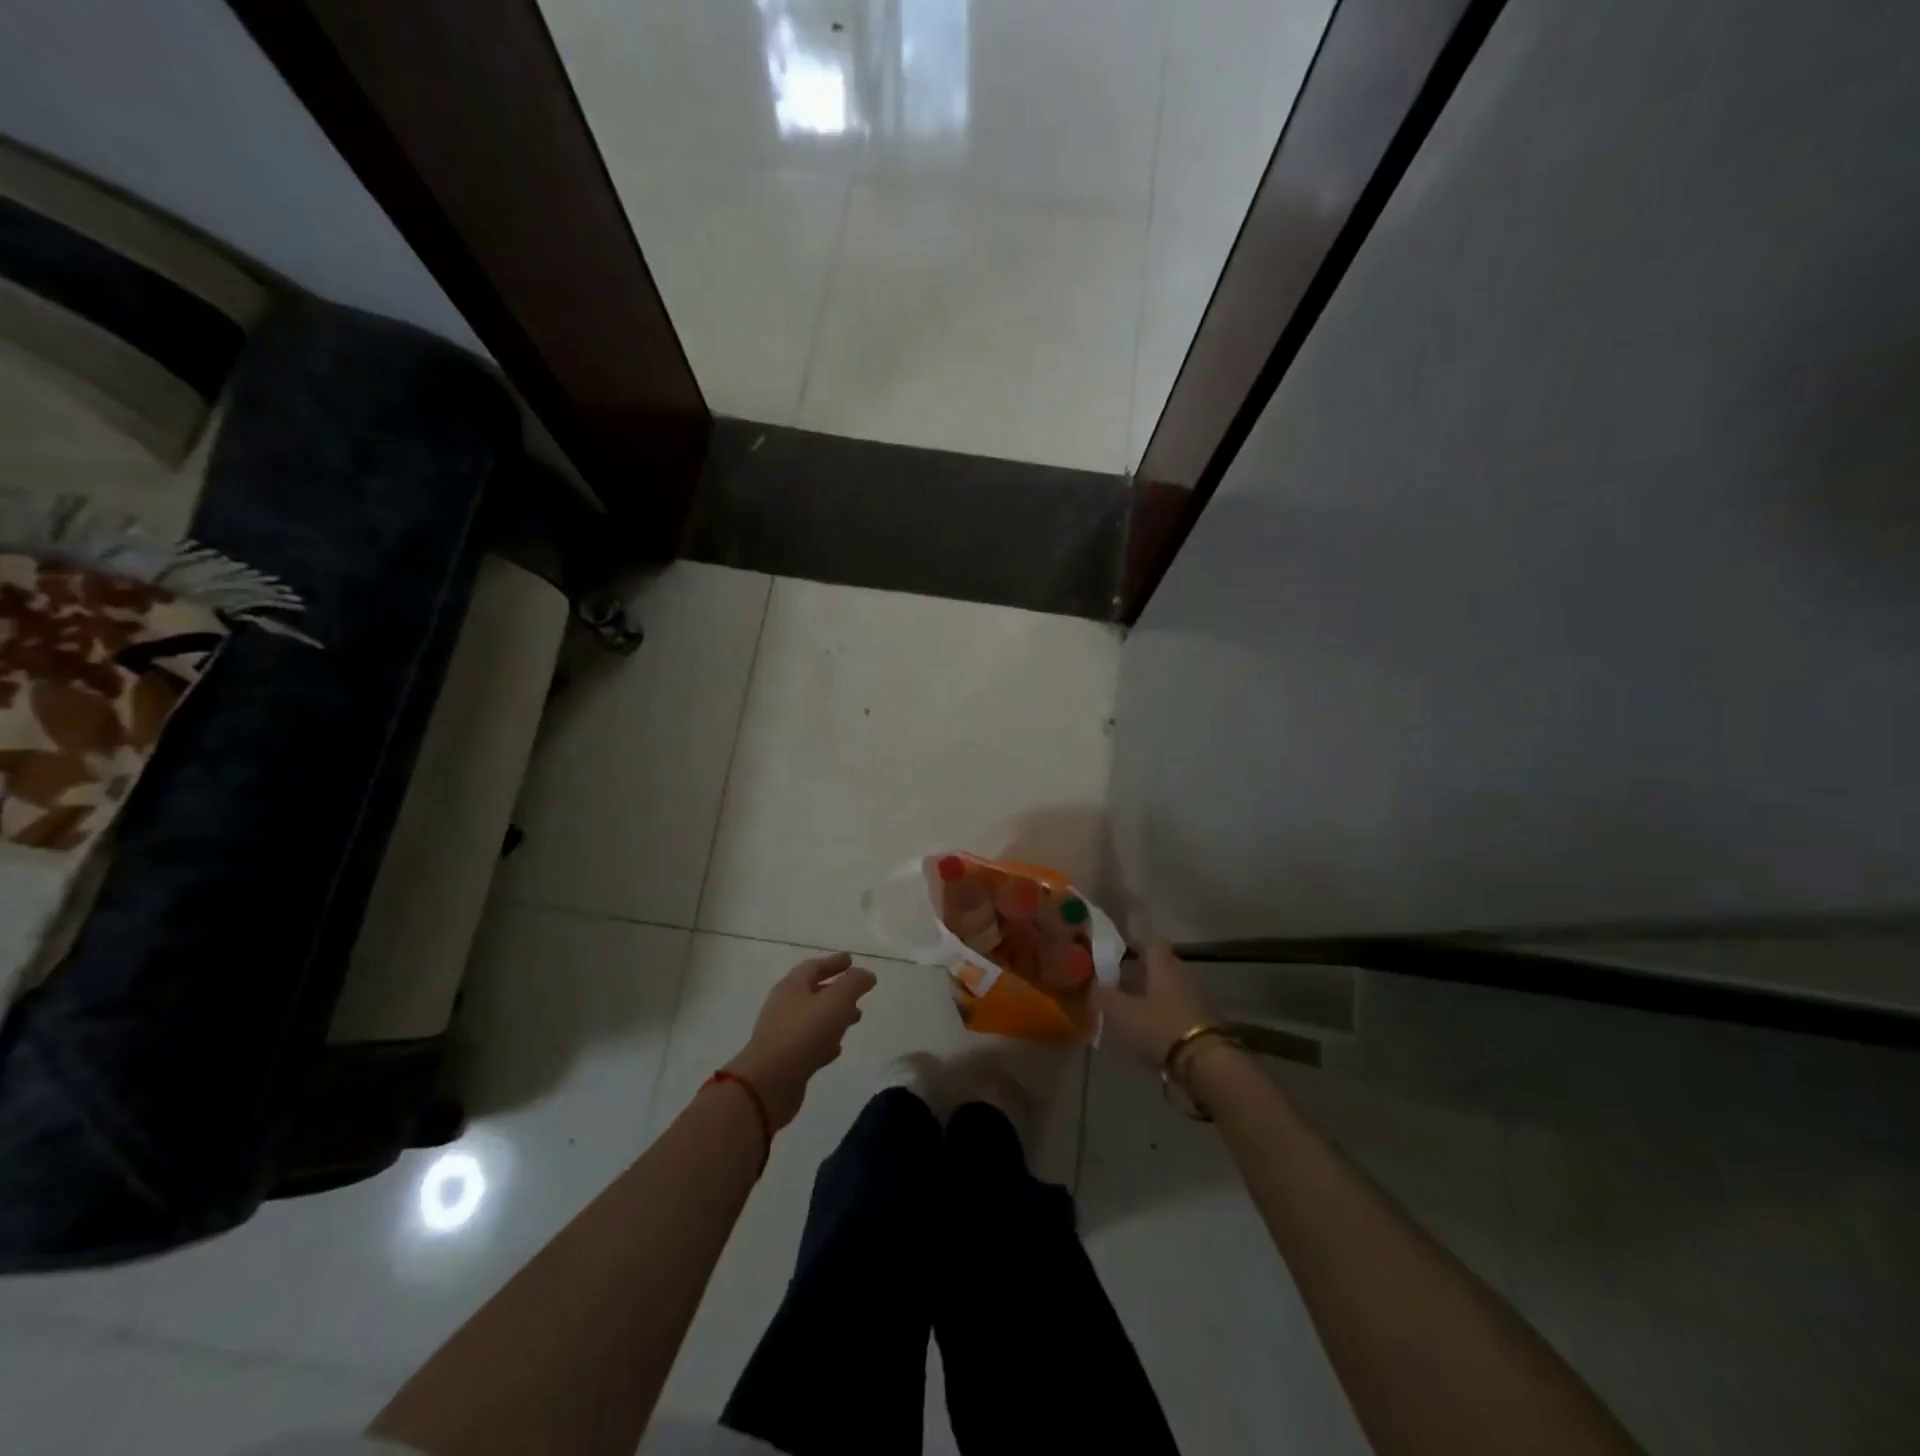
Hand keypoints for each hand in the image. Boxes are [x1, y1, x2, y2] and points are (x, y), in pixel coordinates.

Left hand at [726, 952, 877, 1128]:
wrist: (769, 1083)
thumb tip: (866, 974)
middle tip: (858, 991)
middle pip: (813, 991)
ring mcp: (782, 1033)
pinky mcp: (785, 1059)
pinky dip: (825, 1040)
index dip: (834, 962)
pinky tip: (837, 1048)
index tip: (851, 959)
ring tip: (856, 1018)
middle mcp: (784, 1005)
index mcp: (792, 986)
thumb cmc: (804, 1033)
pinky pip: (809, 1042)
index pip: (814, 966)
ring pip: (813, 1018)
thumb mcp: (836, 1001)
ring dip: (834, 1016)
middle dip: (837, 990)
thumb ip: (854, 984)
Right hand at [1093, 941, 1215, 1066]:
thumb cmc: (1159, 1028)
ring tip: (1135, 1011)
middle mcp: (1184, 974)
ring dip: (1156, 995)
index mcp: (1164, 965)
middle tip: (1122, 986)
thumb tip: (1095, 983)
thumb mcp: (1122, 1013)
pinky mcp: (1207, 1020)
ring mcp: (1198, 997)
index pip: (1151, 943)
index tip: (1118, 959)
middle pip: (1162, 965)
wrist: (1206, 1063)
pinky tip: (1154, 1030)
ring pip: (1172, 987)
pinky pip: (1182, 1008)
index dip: (1134, 948)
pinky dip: (1168, 1014)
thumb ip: (1105, 995)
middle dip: (1143, 973)